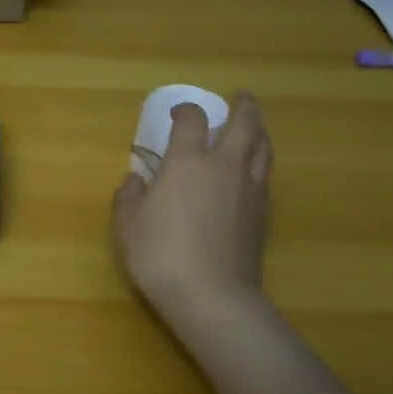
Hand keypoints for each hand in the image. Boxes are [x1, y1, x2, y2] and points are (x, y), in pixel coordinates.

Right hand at [112, 92, 273, 321]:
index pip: (192, 121)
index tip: (177, 113)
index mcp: (187, 162)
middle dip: (243, 108)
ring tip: (255, 127)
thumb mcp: (127, 224)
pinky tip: (253, 172)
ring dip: (259, 131)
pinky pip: (265, 177)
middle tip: (241, 98)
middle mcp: (224, 167)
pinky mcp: (264, 215)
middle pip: (244, 125)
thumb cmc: (160, 254)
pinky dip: (260, 164)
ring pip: (262, 149)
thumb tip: (136, 179)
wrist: (211, 295)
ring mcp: (249, 190)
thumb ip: (128, 196)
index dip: (185, 111)